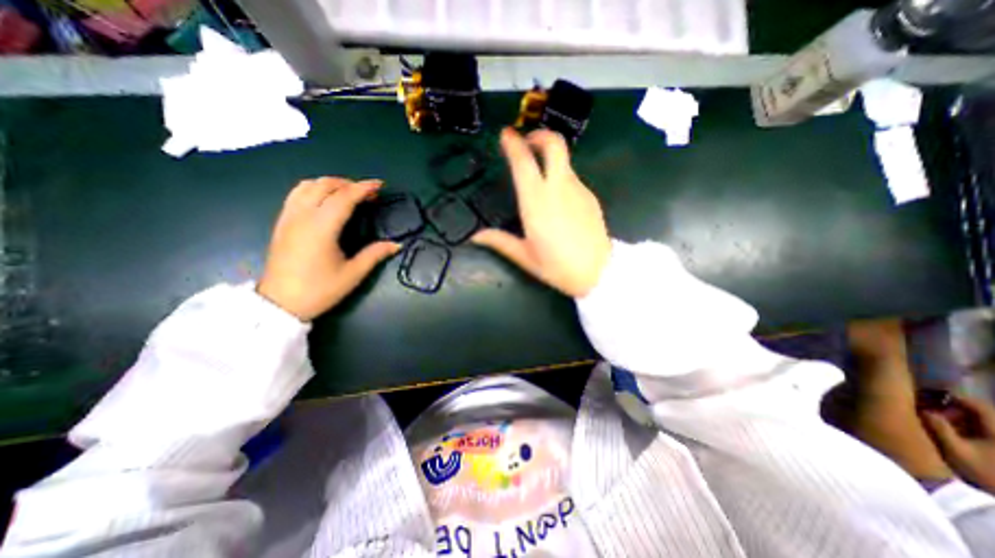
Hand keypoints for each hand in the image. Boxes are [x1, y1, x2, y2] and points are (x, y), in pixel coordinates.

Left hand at [255, 177, 397, 319]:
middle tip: (368, 194)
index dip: (363, 188)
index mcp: (321, 228)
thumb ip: (375, 255)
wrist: (280, 304)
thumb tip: (396, 245)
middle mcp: (302, 216)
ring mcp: (288, 217)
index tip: (379, 185)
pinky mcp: (281, 223)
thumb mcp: (353, 274)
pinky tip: (325, 200)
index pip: (344, 197)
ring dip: (330, 184)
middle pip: (325, 185)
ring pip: (307, 186)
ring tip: (347, 193)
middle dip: (349, 184)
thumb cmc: (319, 290)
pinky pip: (296, 194)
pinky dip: (314, 189)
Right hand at [472, 128, 609, 298]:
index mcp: (537, 201)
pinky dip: (561, 177)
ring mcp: (578, 190)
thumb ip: (499, 242)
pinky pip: (573, 178)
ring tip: (539, 176)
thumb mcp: (525, 256)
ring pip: (564, 161)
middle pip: (554, 143)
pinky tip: (557, 199)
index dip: (513, 143)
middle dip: (539, 135)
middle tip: (527, 143)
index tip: (506, 135)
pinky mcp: (591, 197)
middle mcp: (559, 188)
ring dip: (550, 159)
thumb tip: (475, 236)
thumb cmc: (558, 267)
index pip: (524, 161)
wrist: (599, 273)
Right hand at [921, 396, 994, 492]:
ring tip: (940, 424)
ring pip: (984, 423)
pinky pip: (986, 433)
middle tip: (932, 412)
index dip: (953, 398)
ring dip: (961, 420)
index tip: (930, 396)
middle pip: (982, 413)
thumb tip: (923, 409)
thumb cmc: (983, 473)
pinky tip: (955, 436)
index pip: (977, 405)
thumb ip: (938, 427)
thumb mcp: (955, 450)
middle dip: (955, 410)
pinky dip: (969, 430)